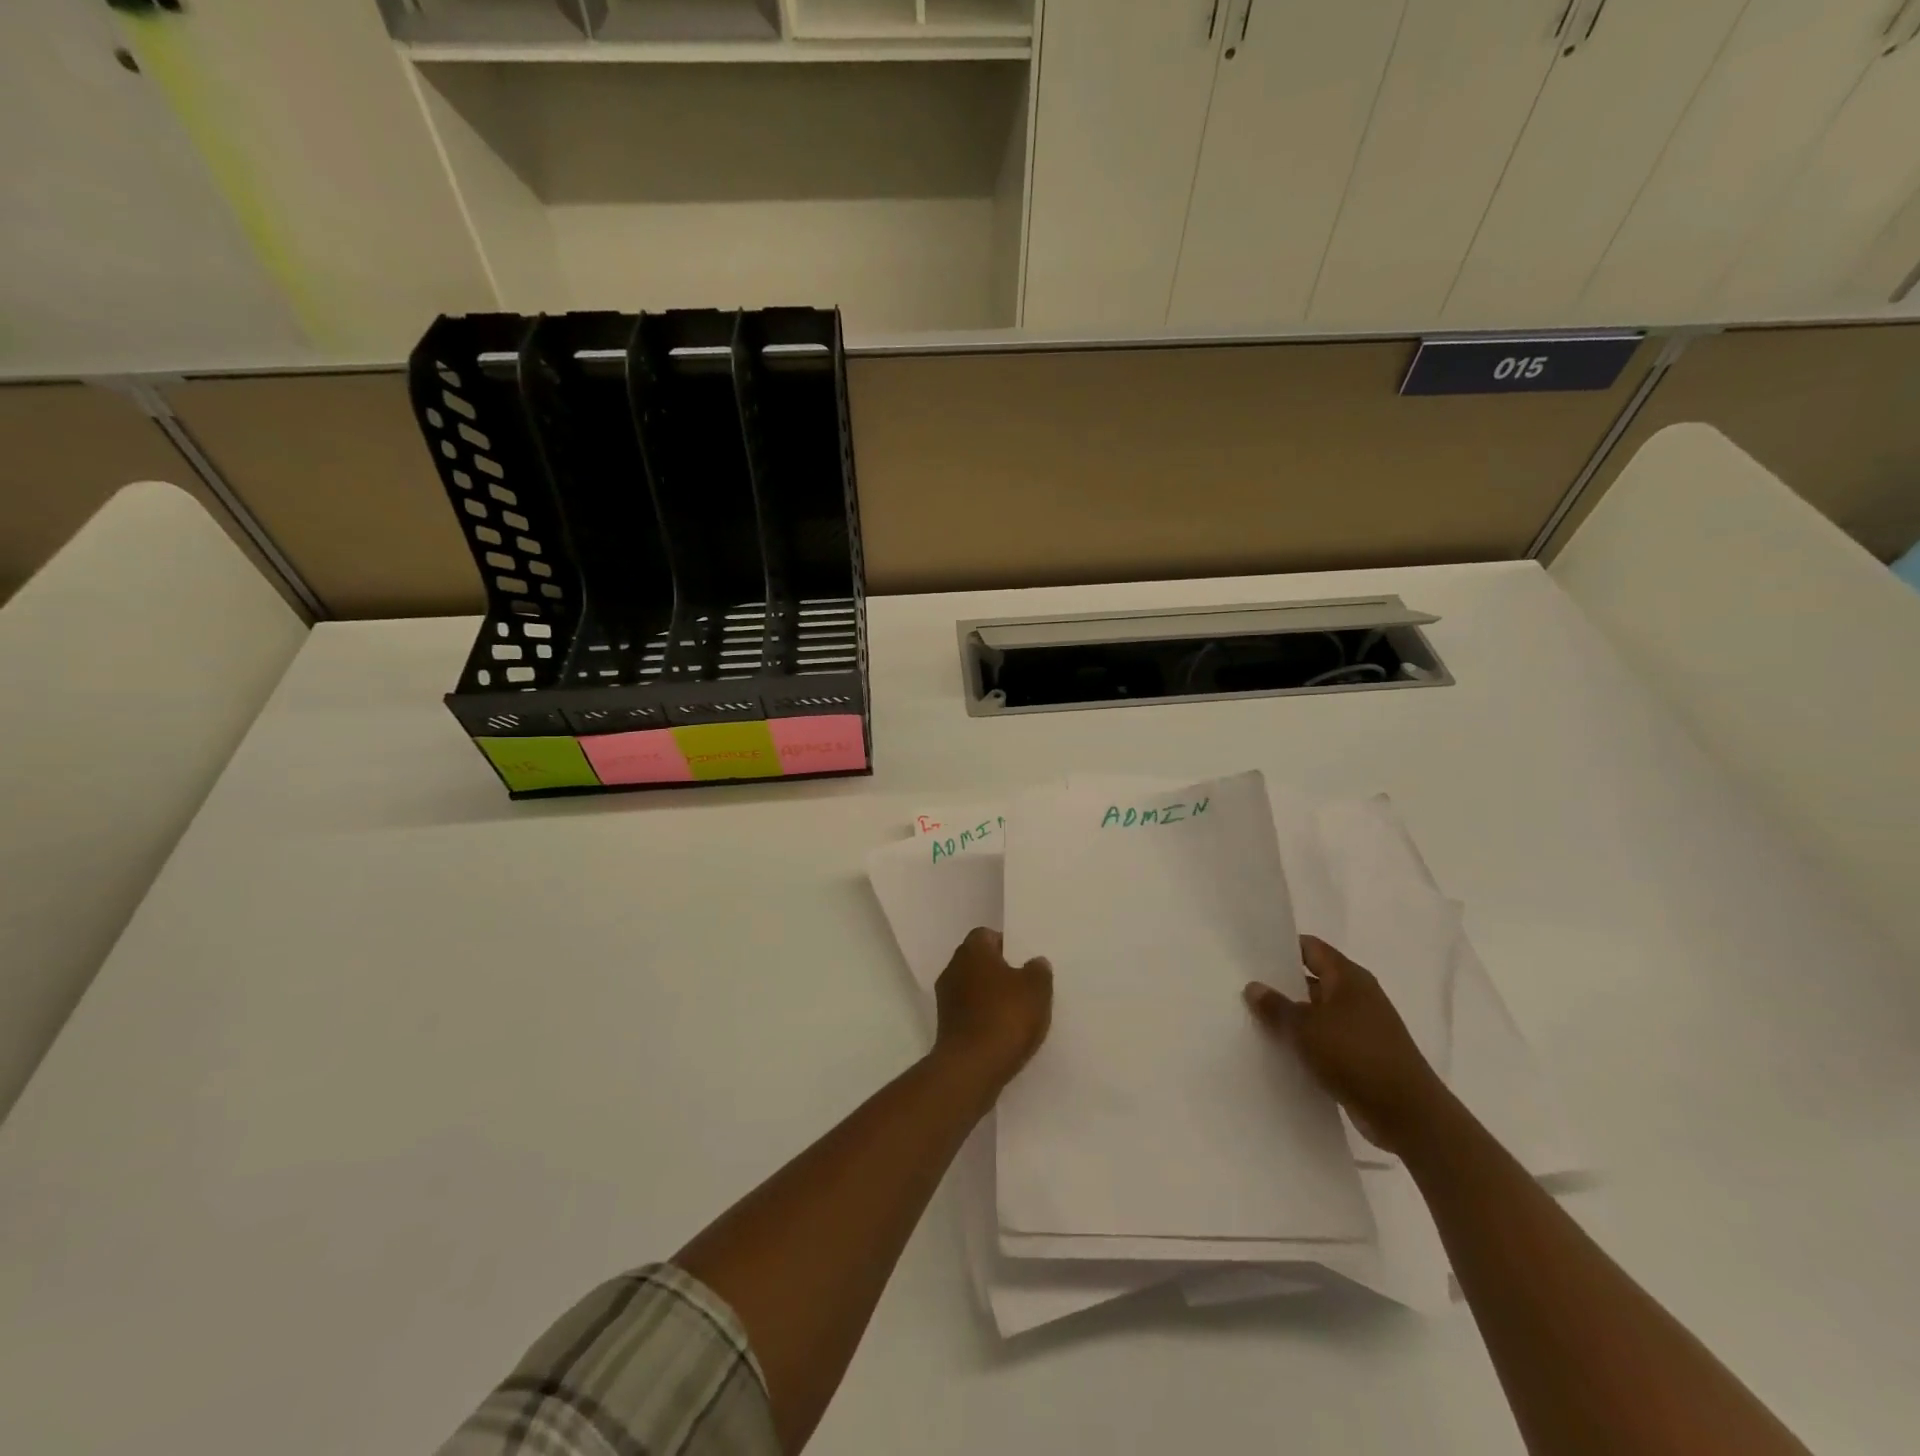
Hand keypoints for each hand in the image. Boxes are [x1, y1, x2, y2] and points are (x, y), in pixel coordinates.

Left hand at [932, 927, 1052, 1090]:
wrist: (971, 1068)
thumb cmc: (1005, 1017)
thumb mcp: (1036, 989)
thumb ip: (1038, 971)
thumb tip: (1035, 962)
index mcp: (972, 950)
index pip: (987, 935)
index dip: (1007, 945)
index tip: (1024, 960)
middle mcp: (953, 968)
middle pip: (979, 961)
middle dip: (999, 971)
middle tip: (1025, 985)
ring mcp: (945, 999)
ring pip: (973, 988)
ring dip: (991, 996)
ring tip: (1018, 1012)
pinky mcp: (945, 1027)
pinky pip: (969, 1013)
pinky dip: (984, 1018)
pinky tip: (1003, 1033)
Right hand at [1244, 934, 1446, 1153]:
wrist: (1408, 1114)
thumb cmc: (1355, 1056)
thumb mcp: (1305, 1028)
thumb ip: (1276, 1006)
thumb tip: (1254, 986)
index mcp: (1348, 977)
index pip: (1310, 948)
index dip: (1281, 947)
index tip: (1251, 954)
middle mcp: (1358, 995)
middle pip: (1313, 979)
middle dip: (1281, 984)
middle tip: (1245, 987)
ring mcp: (1363, 1027)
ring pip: (1319, 1012)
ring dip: (1293, 1017)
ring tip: (1255, 1019)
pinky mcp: (1364, 1055)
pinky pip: (1327, 1039)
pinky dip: (1307, 1042)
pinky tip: (1282, 1051)